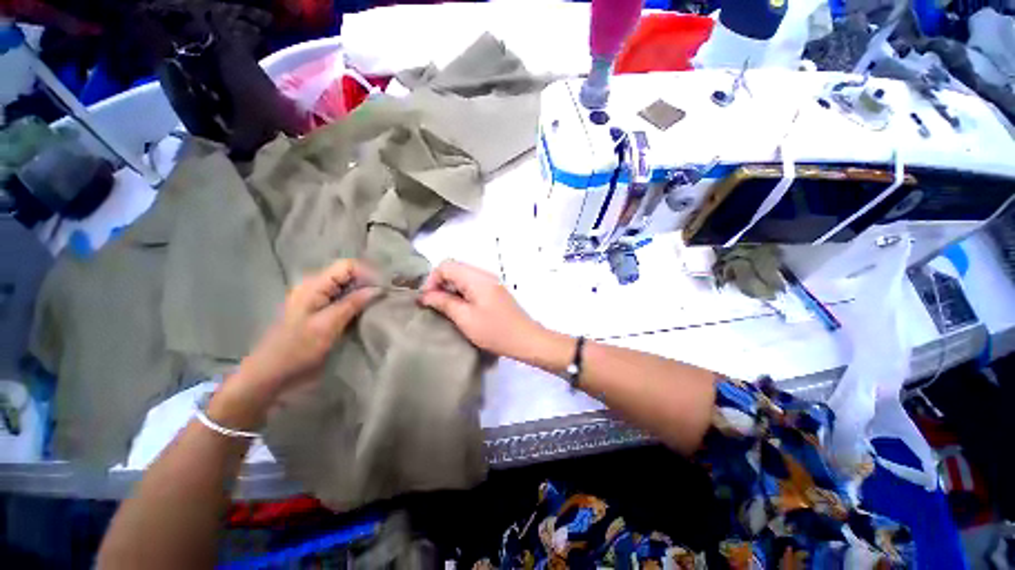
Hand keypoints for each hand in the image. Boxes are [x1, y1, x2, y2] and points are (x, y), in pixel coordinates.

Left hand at [208, 260, 378, 431]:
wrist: (272, 374)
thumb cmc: (298, 349)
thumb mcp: (328, 325)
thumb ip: (353, 303)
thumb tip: (378, 288)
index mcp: (313, 286)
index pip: (347, 266)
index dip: (368, 273)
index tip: (384, 289)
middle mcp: (315, 287)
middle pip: (348, 275)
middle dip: (368, 283)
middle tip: (385, 298)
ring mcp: (316, 299)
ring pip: (347, 287)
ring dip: (363, 294)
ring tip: (379, 305)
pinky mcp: (319, 311)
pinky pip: (343, 299)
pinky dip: (356, 303)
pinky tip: (365, 313)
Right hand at [418, 260, 549, 361]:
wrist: (526, 339)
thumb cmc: (495, 331)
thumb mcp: (465, 318)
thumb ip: (444, 302)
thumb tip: (425, 295)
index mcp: (477, 278)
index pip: (446, 265)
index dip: (432, 279)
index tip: (428, 299)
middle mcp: (484, 274)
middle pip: (455, 268)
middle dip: (440, 283)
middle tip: (434, 304)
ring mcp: (491, 281)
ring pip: (463, 276)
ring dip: (450, 288)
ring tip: (446, 307)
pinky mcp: (494, 290)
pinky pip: (472, 283)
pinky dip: (461, 292)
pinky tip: (460, 307)